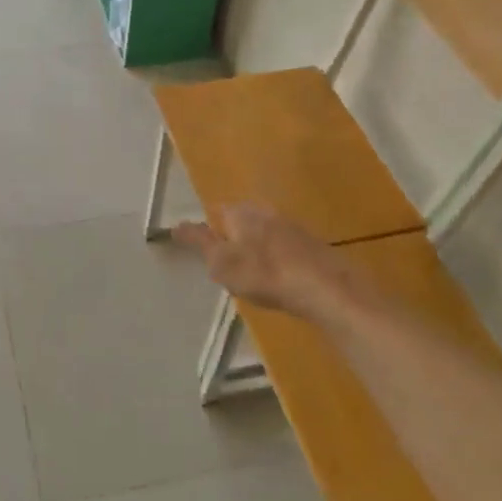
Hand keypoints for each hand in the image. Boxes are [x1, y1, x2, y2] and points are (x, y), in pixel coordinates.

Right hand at [171, 204, 358, 319]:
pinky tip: (277, 277)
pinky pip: (284, 247)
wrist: (326, 288)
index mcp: (241, 212)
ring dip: (256, 247)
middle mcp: (266, 211)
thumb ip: (199, 242)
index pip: (216, 212)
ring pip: (264, 232)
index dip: (207, 229)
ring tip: (250, 272)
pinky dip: (276, 258)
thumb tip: (175, 225)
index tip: (203, 248)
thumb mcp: (222, 262)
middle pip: (241, 220)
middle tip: (225, 262)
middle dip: (232, 236)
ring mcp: (292, 226)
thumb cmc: (264, 274)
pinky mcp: (311, 245)